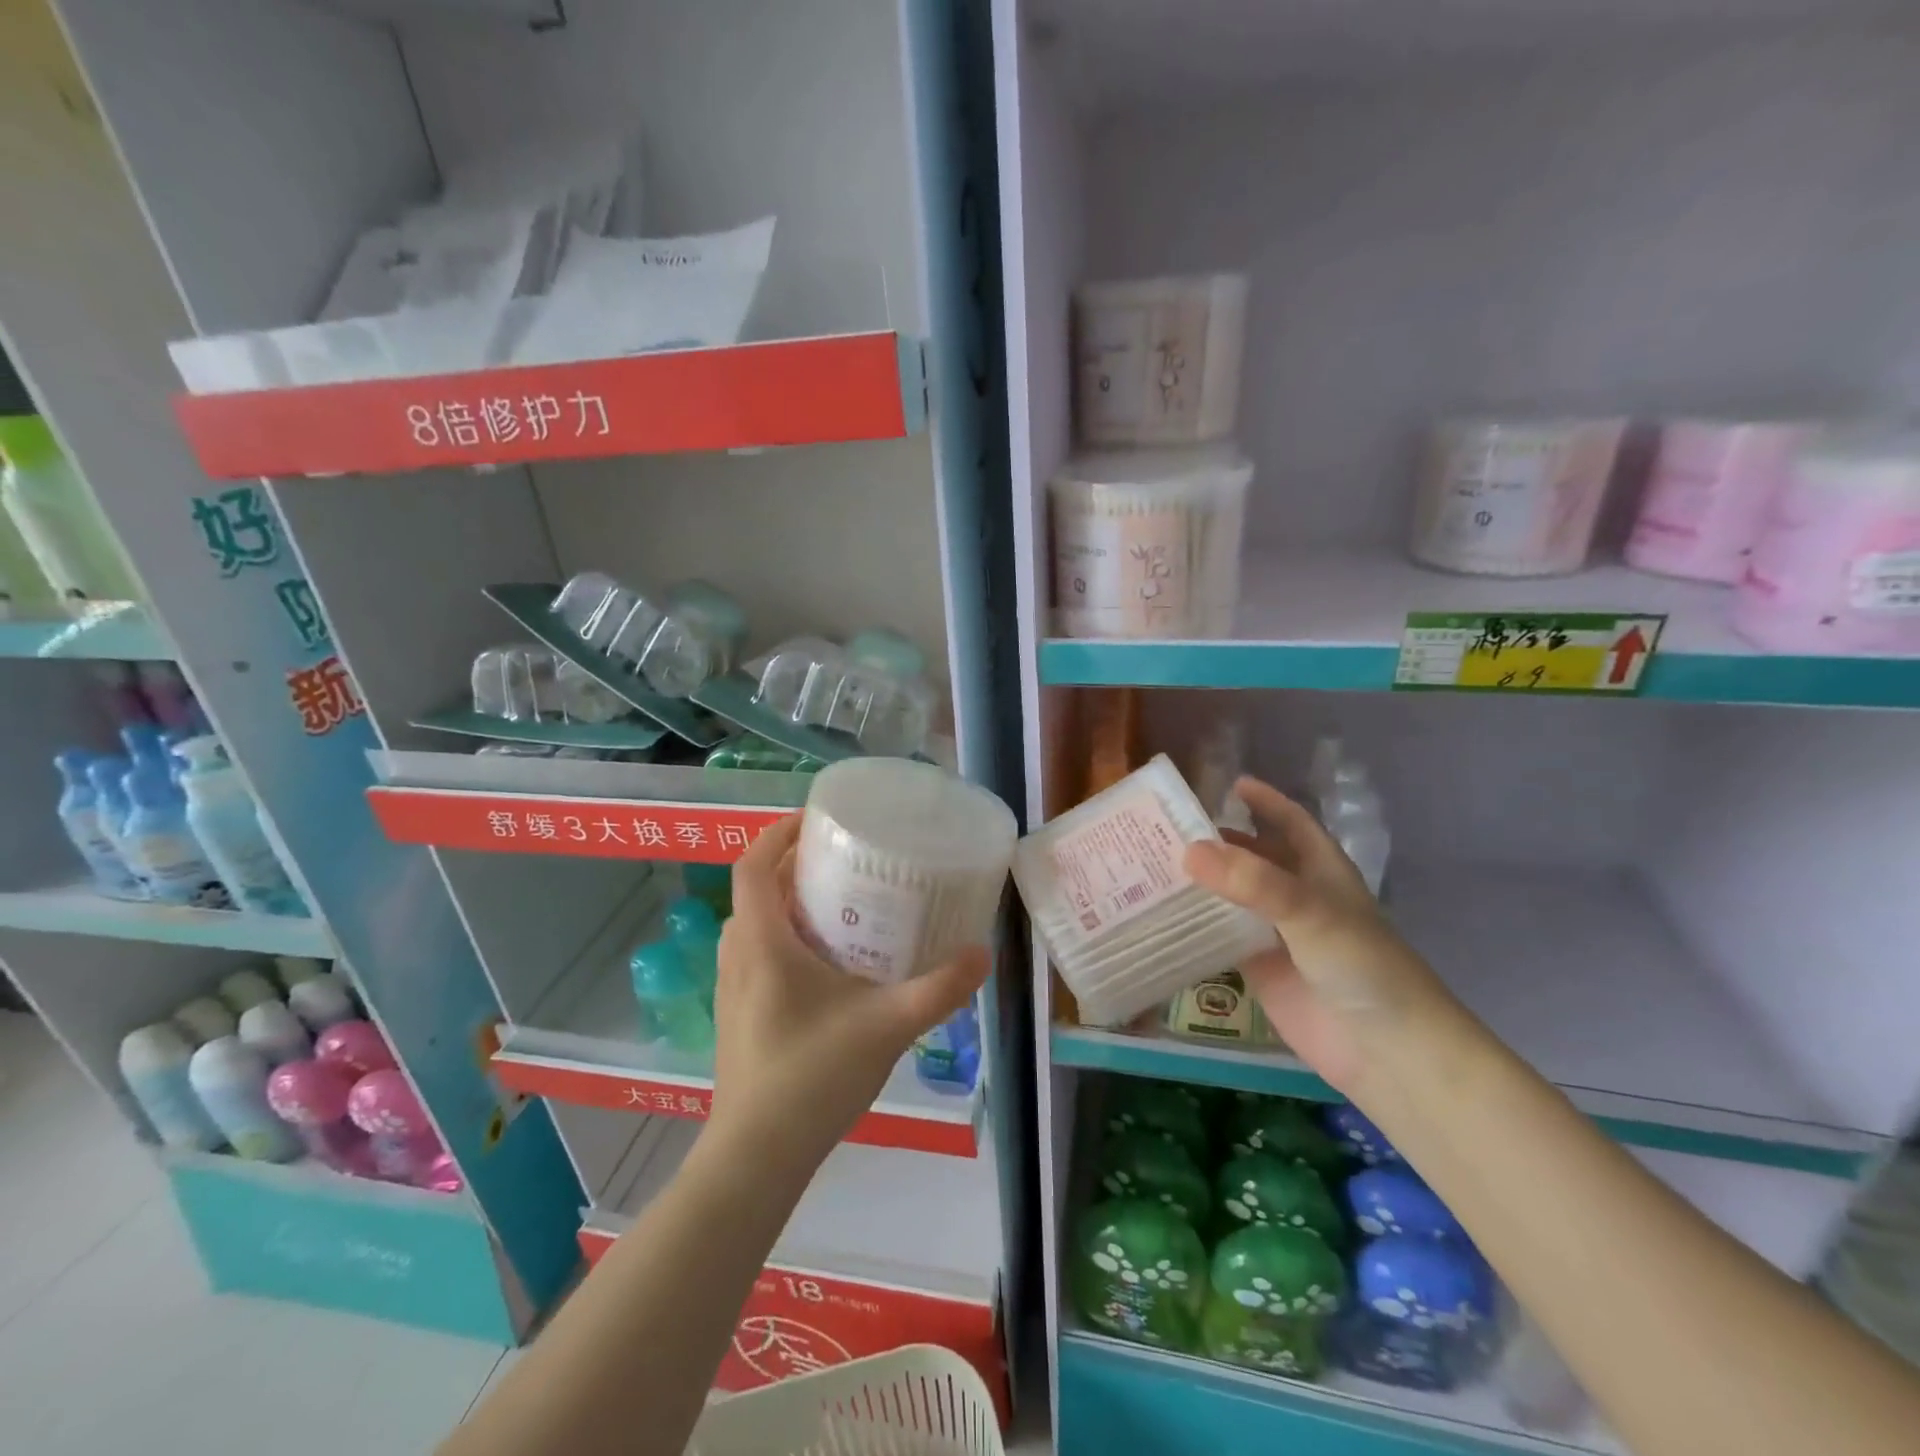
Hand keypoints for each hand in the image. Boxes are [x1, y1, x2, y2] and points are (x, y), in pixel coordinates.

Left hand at [707, 813, 989, 1177]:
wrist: (757, 1158)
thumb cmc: (812, 1077)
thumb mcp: (887, 1025)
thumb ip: (938, 988)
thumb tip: (982, 952)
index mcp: (762, 942)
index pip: (754, 865)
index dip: (779, 833)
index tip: (817, 819)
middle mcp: (739, 955)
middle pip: (759, 890)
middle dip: (796, 865)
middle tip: (846, 860)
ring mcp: (733, 987)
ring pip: (758, 924)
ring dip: (791, 903)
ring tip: (843, 902)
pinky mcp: (740, 1014)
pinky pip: (760, 953)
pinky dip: (788, 937)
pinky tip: (831, 963)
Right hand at [1184, 776, 1450, 1095]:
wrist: (1386, 1051)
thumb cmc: (1361, 965)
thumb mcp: (1310, 911)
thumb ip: (1252, 881)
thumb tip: (1187, 851)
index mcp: (1320, 869)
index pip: (1291, 822)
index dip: (1266, 801)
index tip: (1229, 784)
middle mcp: (1296, 895)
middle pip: (1252, 857)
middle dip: (1217, 841)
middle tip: (1166, 826)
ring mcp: (1275, 933)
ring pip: (1231, 896)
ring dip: (1200, 881)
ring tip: (1150, 863)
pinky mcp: (1257, 967)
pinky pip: (1220, 936)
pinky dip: (1194, 923)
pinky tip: (1159, 913)